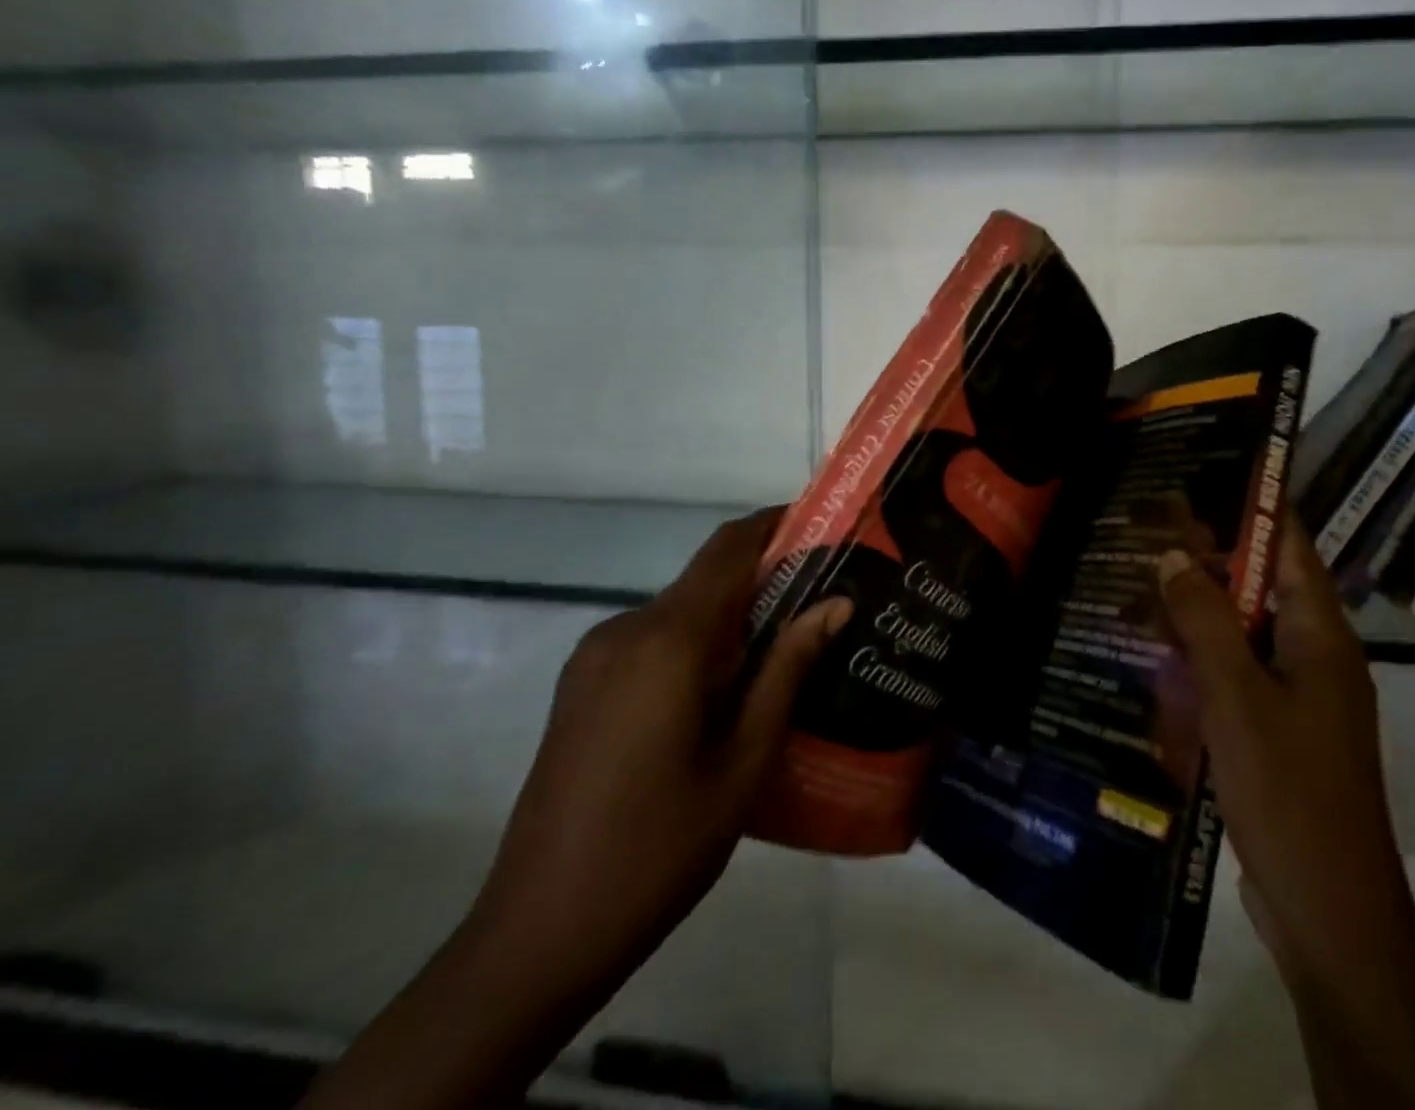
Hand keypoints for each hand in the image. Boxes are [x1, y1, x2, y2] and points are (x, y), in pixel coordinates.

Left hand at [473, 507, 851, 992]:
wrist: (538, 932)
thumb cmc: (659, 848)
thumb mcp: (744, 761)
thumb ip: (787, 669)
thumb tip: (836, 603)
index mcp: (668, 640)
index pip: (729, 548)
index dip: (776, 524)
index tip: (826, 525)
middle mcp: (626, 629)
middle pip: (707, 575)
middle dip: (765, 574)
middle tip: (824, 599)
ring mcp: (595, 655)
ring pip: (681, 608)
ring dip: (731, 613)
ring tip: (785, 647)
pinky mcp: (582, 683)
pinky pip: (653, 639)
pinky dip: (696, 641)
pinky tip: (726, 687)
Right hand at [1159, 508, 1414, 1109]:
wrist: (1328, 912)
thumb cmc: (1290, 792)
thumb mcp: (1239, 698)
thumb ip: (1206, 621)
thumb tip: (1172, 554)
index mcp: (1321, 635)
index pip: (1289, 545)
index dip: (1250, 505)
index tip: (1201, 472)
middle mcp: (1315, 655)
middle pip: (1261, 584)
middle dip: (1208, 555)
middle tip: (1148, 525)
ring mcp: (1297, 696)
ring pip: (1243, 630)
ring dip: (1198, 607)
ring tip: (1139, 578)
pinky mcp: (1276, 730)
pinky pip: (1235, 673)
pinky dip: (1199, 655)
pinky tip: (1153, 651)